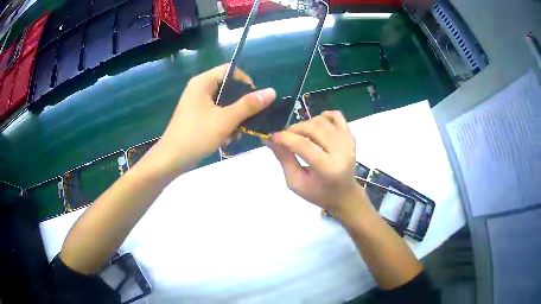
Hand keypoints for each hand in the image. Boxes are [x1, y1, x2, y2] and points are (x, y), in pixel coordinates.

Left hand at [150, 64, 275, 176]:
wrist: (171, 160)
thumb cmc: (196, 136)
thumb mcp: (225, 120)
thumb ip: (249, 105)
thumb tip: (272, 91)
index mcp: (203, 82)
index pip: (231, 70)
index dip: (246, 81)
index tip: (255, 100)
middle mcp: (199, 88)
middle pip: (228, 87)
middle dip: (241, 103)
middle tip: (250, 118)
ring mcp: (197, 103)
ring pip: (224, 102)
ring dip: (234, 116)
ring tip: (238, 132)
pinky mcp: (197, 116)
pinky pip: (217, 113)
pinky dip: (225, 123)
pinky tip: (228, 137)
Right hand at [268, 111, 368, 219]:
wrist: (344, 194)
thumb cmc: (318, 193)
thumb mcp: (296, 182)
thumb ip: (284, 159)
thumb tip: (269, 139)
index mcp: (327, 169)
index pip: (304, 145)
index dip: (285, 138)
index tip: (272, 137)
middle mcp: (341, 152)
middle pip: (313, 128)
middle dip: (294, 129)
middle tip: (285, 137)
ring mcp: (348, 142)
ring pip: (322, 120)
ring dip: (306, 124)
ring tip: (300, 135)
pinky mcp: (350, 136)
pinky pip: (336, 116)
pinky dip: (324, 116)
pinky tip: (316, 126)